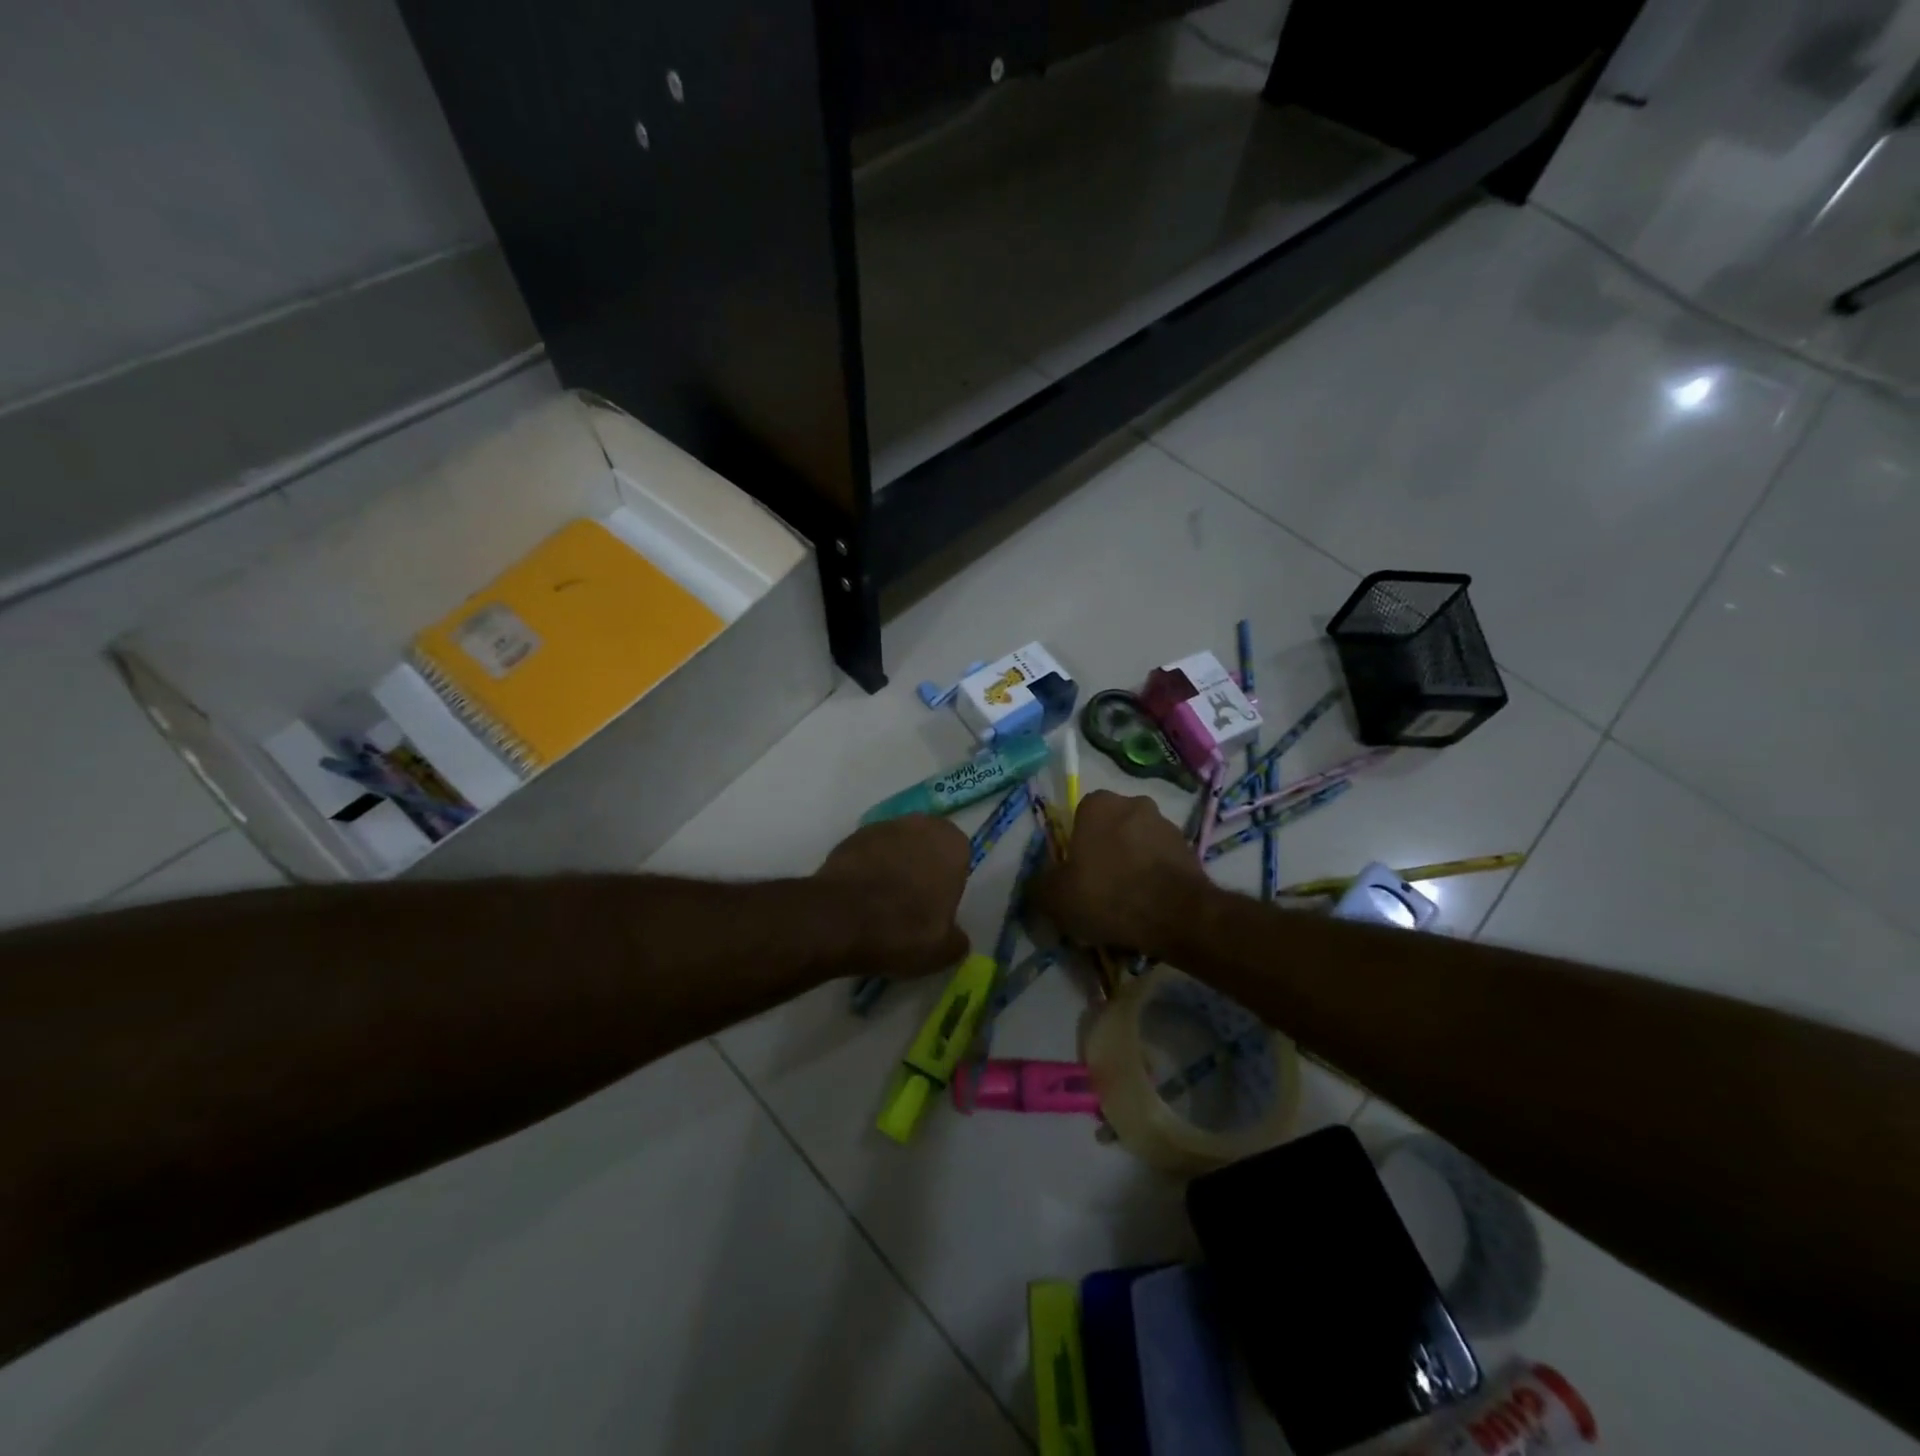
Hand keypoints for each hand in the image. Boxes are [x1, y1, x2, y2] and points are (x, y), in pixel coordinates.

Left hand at [814, 816, 970, 978]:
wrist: (839, 920)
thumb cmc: (904, 930)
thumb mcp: (944, 952)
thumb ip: (957, 939)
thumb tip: (955, 938)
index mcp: (951, 844)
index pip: (959, 858)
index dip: (948, 882)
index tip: (937, 907)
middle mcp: (920, 825)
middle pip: (926, 846)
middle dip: (921, 868)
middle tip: (911, 904)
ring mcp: (881, 827)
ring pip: (896, 847)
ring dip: (892, 866)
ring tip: (881, 903)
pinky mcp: (849, 838)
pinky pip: (867, 854)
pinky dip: (866, 870)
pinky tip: (859, 898)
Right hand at [1030, 790, 1207, 955]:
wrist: (1176, 915)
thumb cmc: (1107, 894)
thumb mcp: (1055, 898)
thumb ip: (1039, 886)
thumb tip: (1036, 885)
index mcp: (1098, 804)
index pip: (1079, 817)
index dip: (1075, 846)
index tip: (1074, 875)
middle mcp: (1134, 803)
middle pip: (1111, 829)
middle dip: (1105, 854)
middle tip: (1098, 890)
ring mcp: (1166, 825)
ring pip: (1137, 845)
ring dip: (1131, 866)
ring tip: (1125, 905)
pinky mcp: (1189, 849)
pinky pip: (1161, 863)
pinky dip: (1153, 880)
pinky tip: (1147, 909)